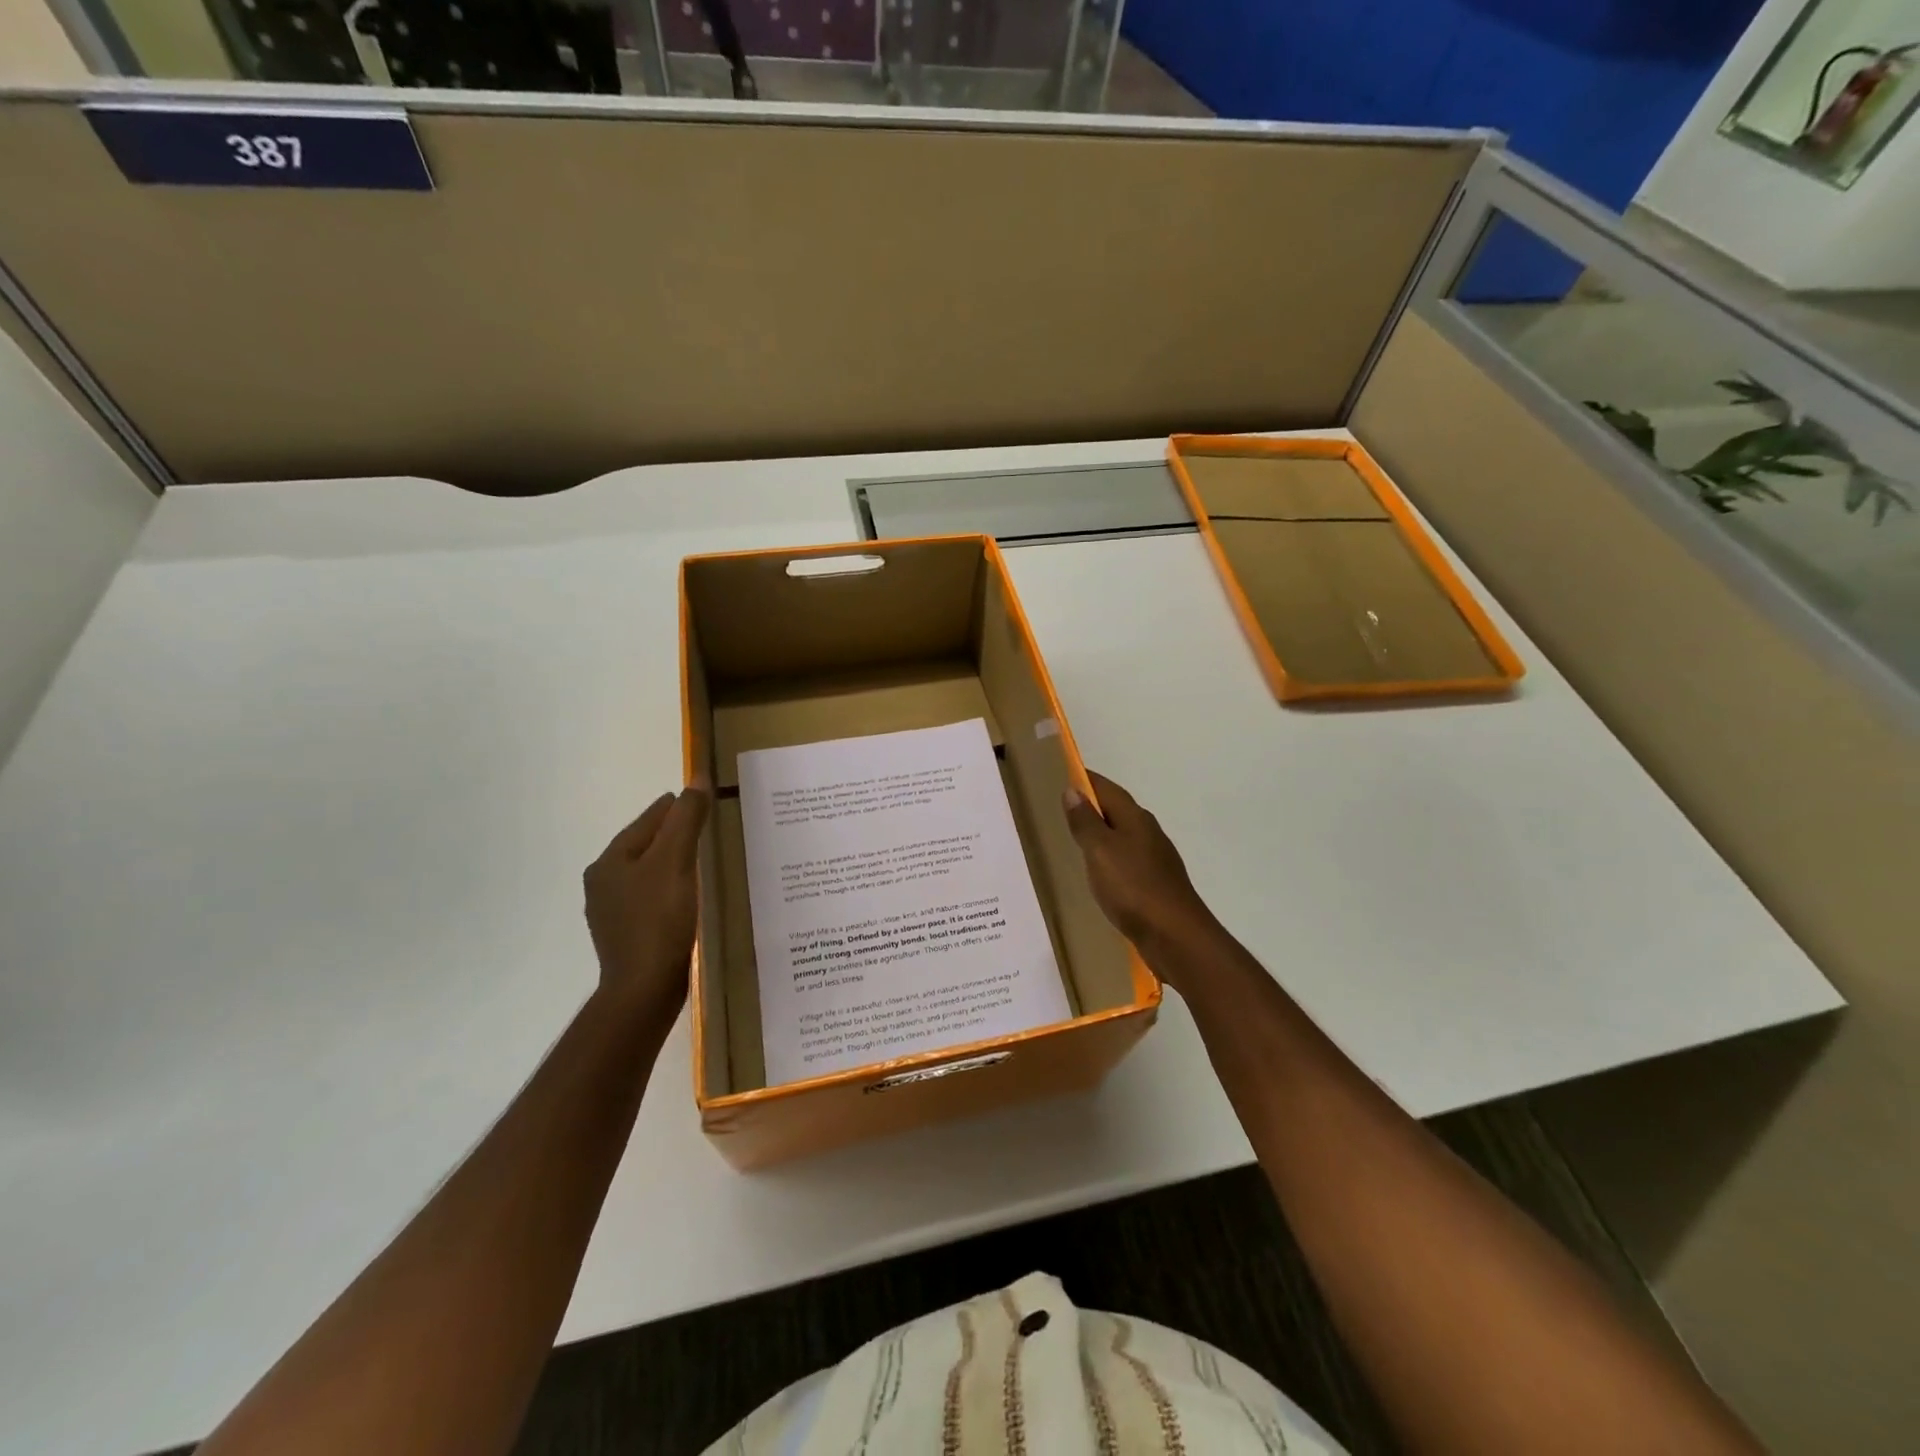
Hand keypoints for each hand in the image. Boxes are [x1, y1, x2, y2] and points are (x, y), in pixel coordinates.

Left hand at [583, 785, 710, 1021]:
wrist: (644, 990)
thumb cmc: (658, 920)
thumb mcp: (677, 861)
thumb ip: (687, 819)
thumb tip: (697, 778)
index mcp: (610, 861)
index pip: (648, 820)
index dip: (677, 806)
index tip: (702, 799)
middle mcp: (603, 883)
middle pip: (646, 845)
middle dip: (675, 834)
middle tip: (709, 827)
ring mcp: (613, 912)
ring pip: (648, 873)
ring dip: (673, 862)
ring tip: (704, 859)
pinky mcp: (628, 935)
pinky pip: (652, 898)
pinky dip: (671, 888)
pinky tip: (690, 896)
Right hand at [1062, 771, 1218, 974]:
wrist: (1175, 937)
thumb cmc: (1133, 887)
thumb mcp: (1100, 851)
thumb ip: (1085, 822)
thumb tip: (1073, 790)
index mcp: (1135, 818)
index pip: (1107, 788)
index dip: (1085, 780)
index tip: (1061, 775)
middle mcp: (1148, 833)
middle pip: (1117, 811)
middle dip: (1092, 806)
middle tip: (1060, 809)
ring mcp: (1156, 860)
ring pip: (1123, 837)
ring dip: (1102, 835)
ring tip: (1074, 841)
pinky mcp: (1156, 885)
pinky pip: (1127, 862)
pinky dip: (1110, 860)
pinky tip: (1099, 874)